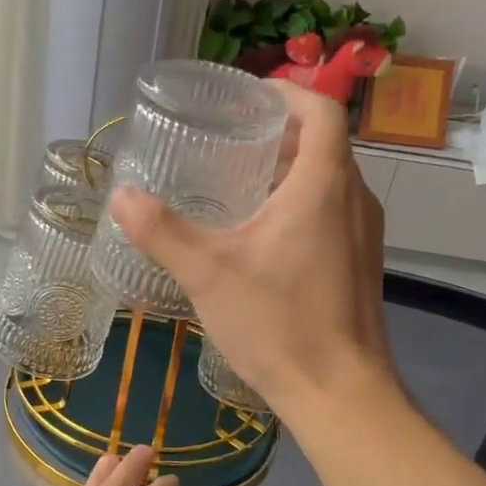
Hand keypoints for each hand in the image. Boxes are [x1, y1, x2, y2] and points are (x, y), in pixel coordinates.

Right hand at [107, 81, 393, 420]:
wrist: (340, 393)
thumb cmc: (278, 323)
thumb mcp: (209, 273)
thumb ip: (162, 231)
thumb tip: (121, 197)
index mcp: (324, 185)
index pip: (321, 110)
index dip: (286, 92)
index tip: (247, 97)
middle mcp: (354, 200)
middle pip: (324, 144)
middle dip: (279, 134)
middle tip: (228, 140)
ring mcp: (363, 234)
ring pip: (329, 181)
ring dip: (290, 171)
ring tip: (238, 183)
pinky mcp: (360, 264)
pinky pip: (332, 213)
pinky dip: (301, 204)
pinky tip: (261, 235)